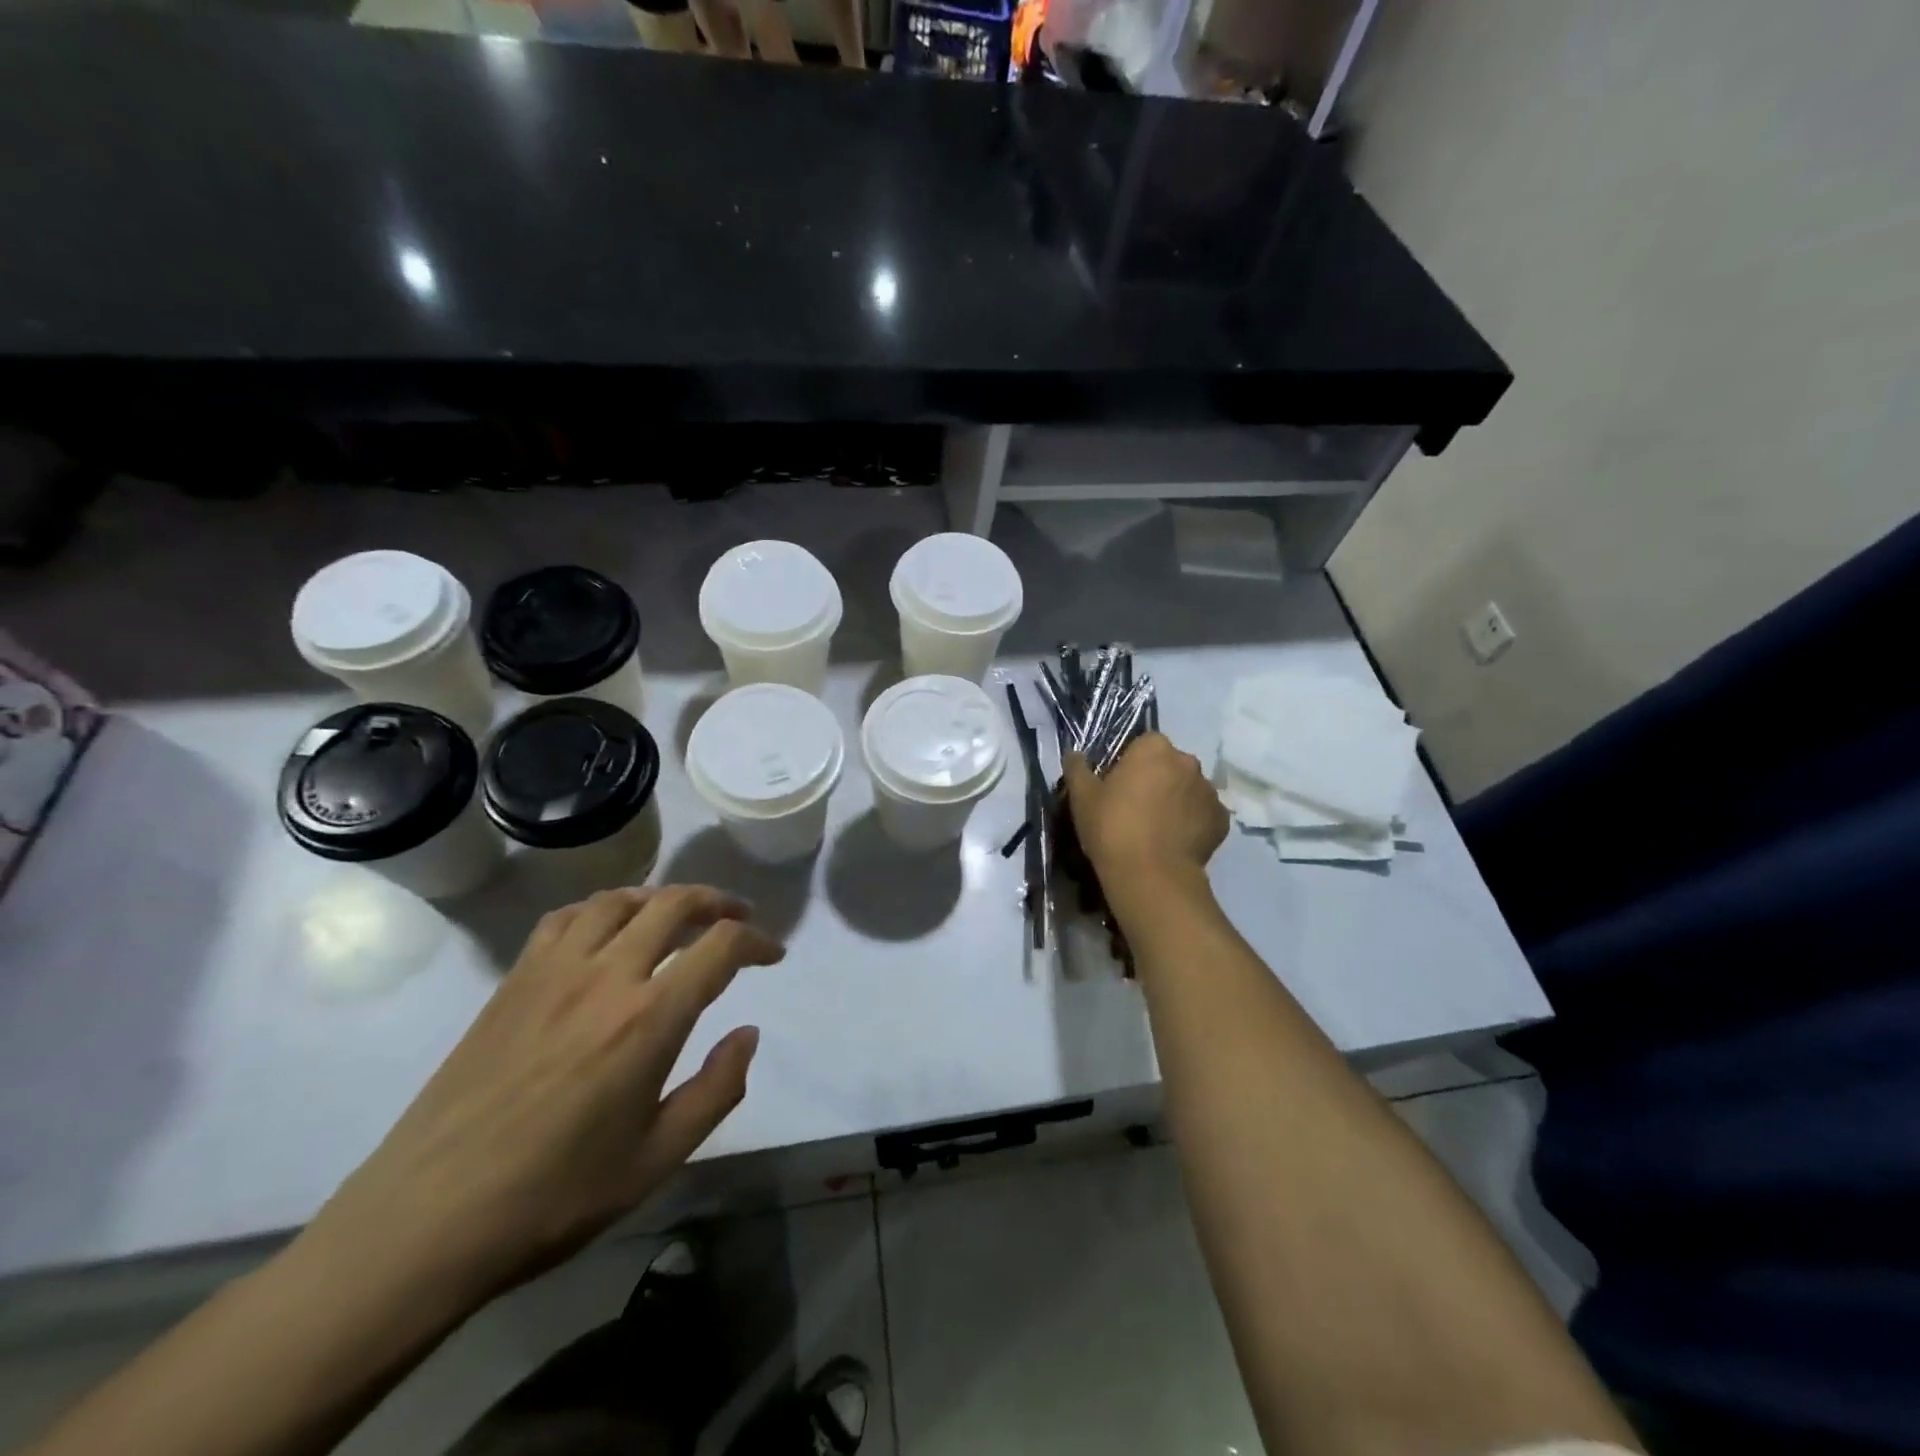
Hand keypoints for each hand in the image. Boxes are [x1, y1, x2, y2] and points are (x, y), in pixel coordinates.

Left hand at [303, 886, 780, 1312]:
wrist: (426, 1221)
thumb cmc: (555, 1197)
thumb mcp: (657, 1159)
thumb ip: (717, 1089)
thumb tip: (747, 1033)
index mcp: (649, 1018)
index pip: (721, 947)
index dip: (757, 941)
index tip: (772, 954)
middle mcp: (606, 976)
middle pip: (674, 904)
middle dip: (718, 902)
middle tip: (737, 918)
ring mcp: (553, 972)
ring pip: (619, 900)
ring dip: (661, 897)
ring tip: (679, 914)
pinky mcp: (513, 981)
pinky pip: (566, 918)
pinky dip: (602, 909)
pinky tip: (608, 930)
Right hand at [1065, 734, 1227, 890]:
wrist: (1151, 875)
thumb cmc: (1112, 827)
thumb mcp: (1082, 797)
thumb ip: (1077, 769)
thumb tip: (1074, 754)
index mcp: (1154, 748)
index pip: (1143, 744)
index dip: (1130, 764)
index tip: (1118, 786)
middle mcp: (1188, 762)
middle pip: (1170, 764)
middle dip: (1157, 779)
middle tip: (1136, 808)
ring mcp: (1209, 791)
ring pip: (1189, 789)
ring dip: (1177, 800)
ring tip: (1158, 829)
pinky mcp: (1221, 820)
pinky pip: (1203, 815)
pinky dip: (1193, 823)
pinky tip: (1176, 842)